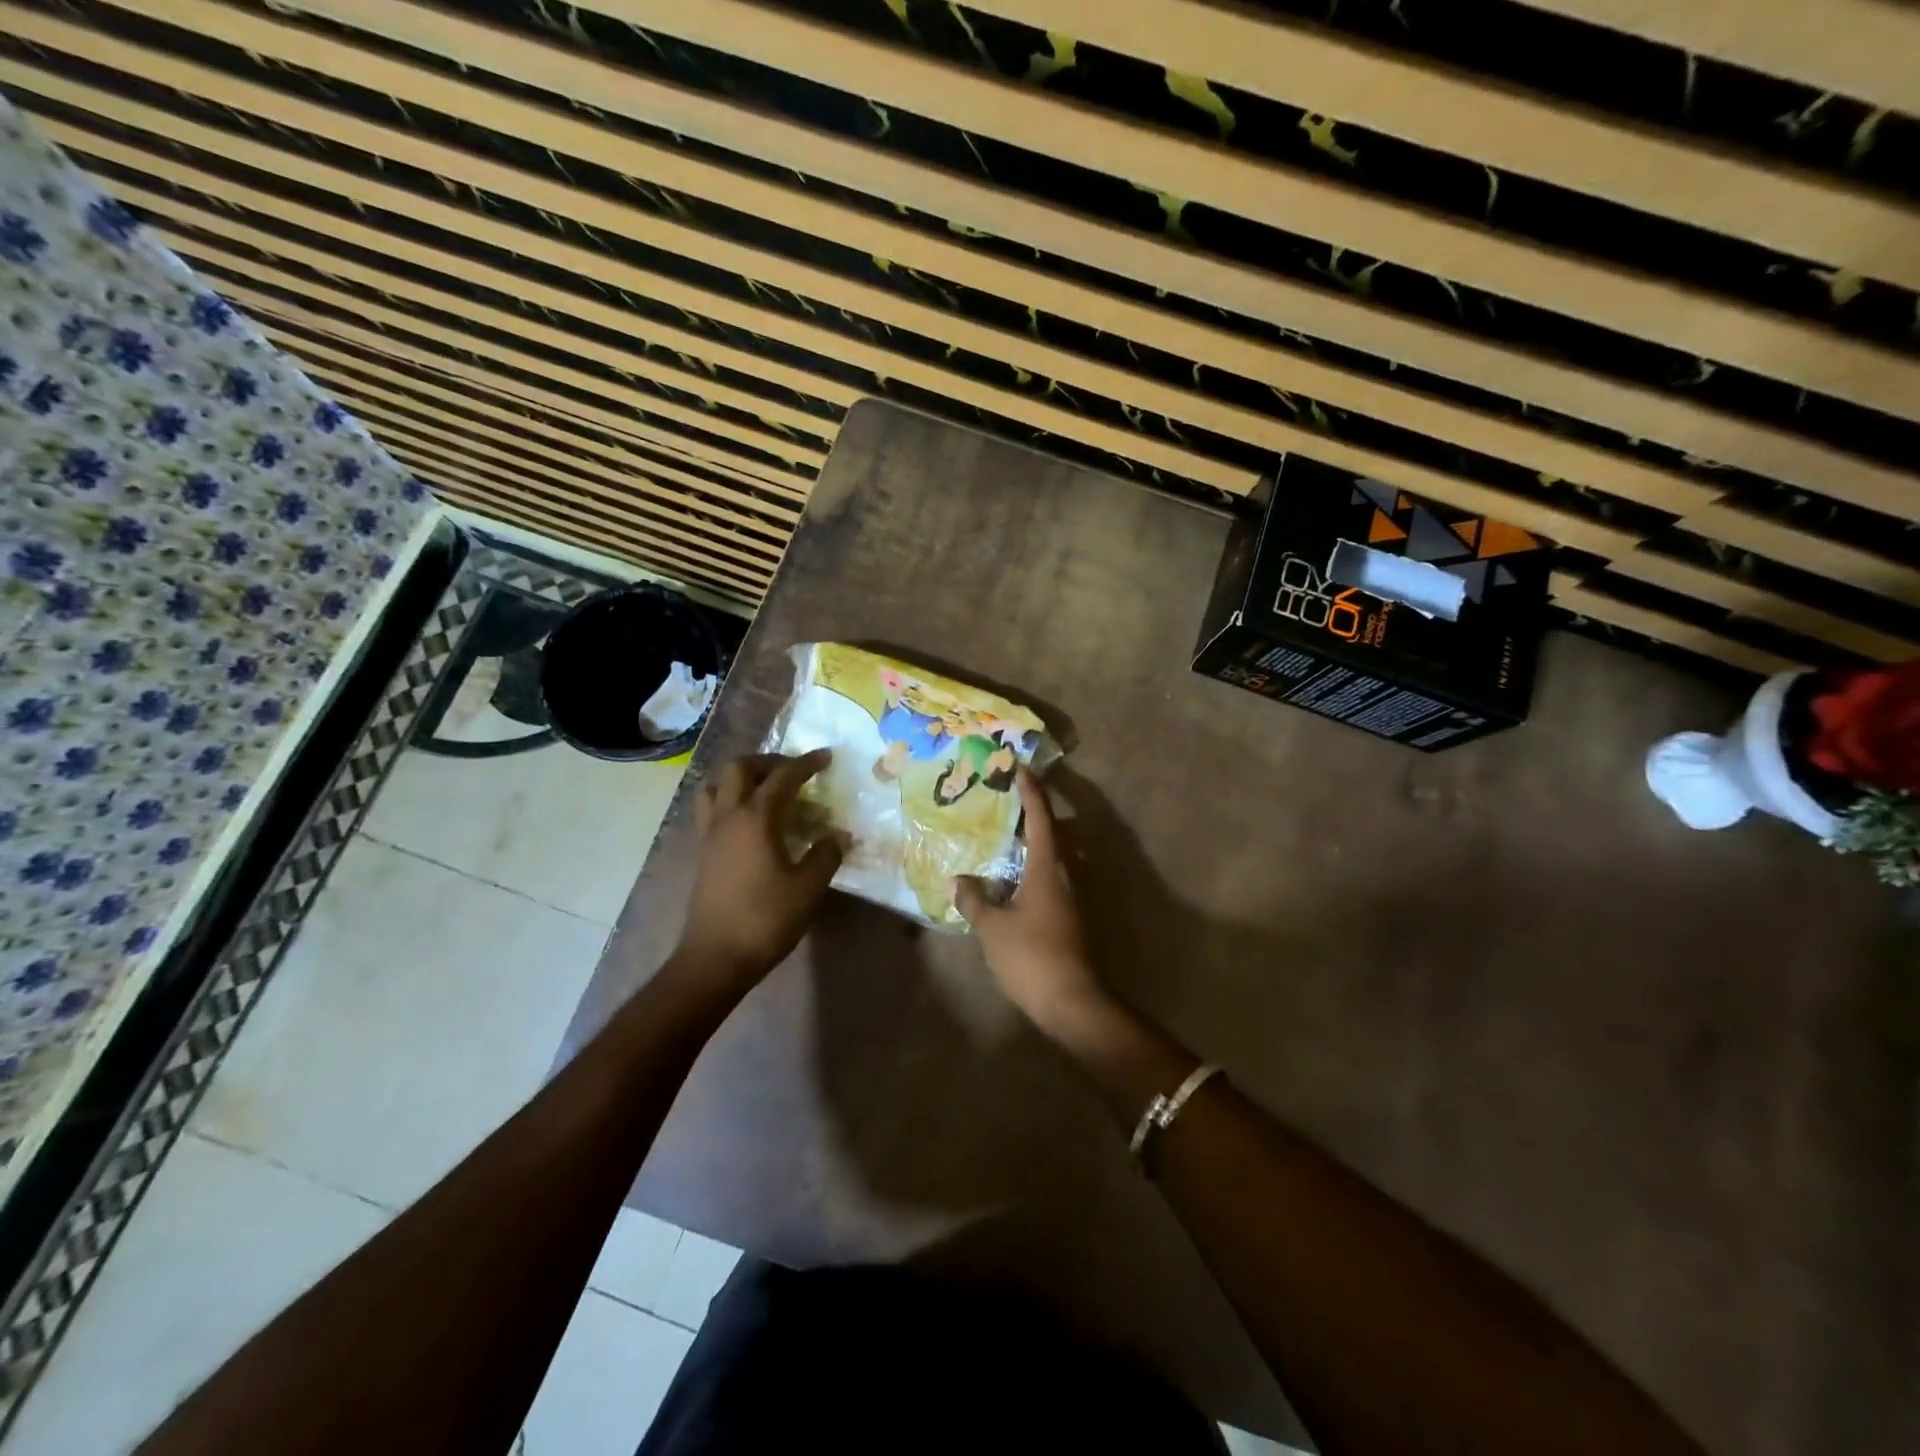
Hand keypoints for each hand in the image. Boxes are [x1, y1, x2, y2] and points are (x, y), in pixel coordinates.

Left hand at [674, 751, 844, 986]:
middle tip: (793, 771)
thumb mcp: (808, 888)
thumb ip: (826, 855)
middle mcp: (727, 817)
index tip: (826, 756)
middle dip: (768, 762)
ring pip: (716, 786)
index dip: (806, 763)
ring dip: (741, 779)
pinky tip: (751, 823)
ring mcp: (709, 835)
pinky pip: (711, 810)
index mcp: (755, 818)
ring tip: (766, 790)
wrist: (715, 958)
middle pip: (739, 769)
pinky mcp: (702, 853)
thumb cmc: (765, 919)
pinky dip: (730, 801)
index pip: (782, 777)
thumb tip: (838, 835)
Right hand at [955, 769, 1108, 1036]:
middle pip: (1052, 833)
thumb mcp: (993, 927)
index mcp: (1047, 868)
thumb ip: (974, 900)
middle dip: (1033, 813)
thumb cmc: (1031, 956)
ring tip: (1004, 836)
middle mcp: (1064, 875)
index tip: (1022, 768)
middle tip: (1007, 800)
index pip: (1040, 818)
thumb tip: (957, 881)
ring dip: (1033, 842)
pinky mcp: (1069, 917)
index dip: (1031, 792)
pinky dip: (1032, 867)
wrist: (1071, 1002)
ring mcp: (1069, 897)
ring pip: (1052, 857)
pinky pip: (1049, 878)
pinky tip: (1011, 879)